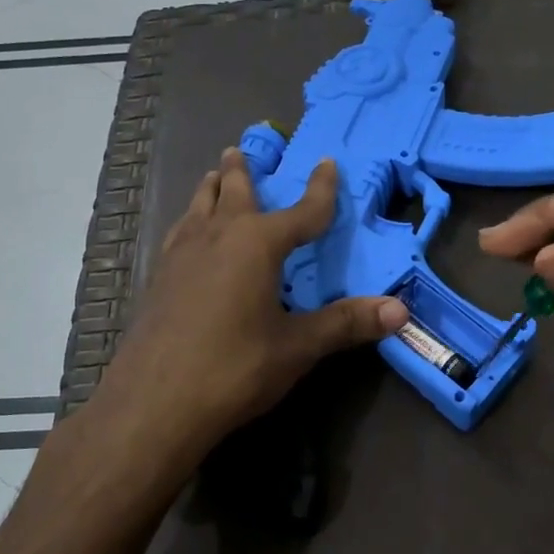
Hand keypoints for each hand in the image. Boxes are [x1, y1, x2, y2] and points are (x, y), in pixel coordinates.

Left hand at [97, 147, 408, 465]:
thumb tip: (401, 310)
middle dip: (243, 171)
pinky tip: (187, 234)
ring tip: (213, 176)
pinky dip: (190, 220)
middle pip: (233, 192)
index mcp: (257, 244)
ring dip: (210, 189)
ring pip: (198, 207)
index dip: (320, 189)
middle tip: (242, 149)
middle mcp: (217, 237)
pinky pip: (179, 233)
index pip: (301, 211)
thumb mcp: (297, 347)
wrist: (153, 404)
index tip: (328, 163)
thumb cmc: (233, 369)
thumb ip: (346, 324)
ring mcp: (181, 256)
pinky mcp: (158, 279)